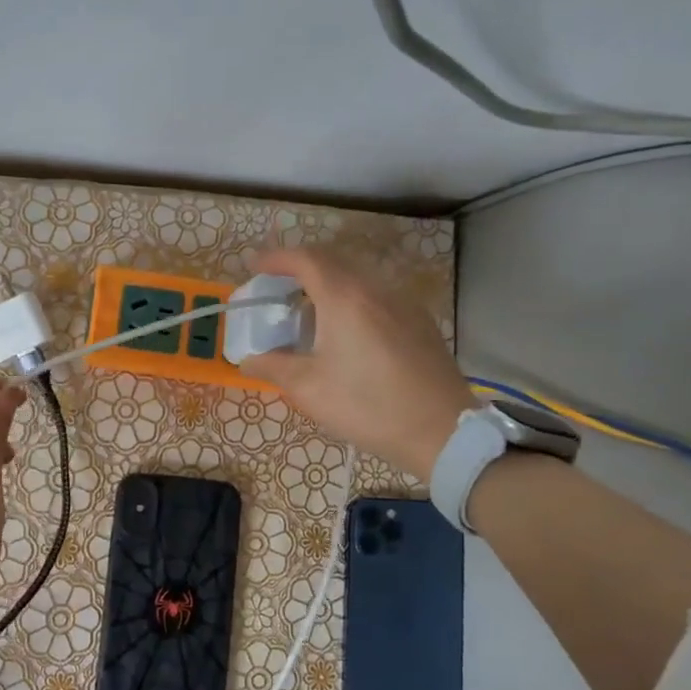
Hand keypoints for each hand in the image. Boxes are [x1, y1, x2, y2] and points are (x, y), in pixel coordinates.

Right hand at [239, 245, 474, 478]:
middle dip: (301, 269)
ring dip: (328, 285)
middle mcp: (376, 290)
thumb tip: (249, 360)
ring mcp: (403, 304)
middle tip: (278, 289)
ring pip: (358, 279)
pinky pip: (378, 297)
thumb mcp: (309, 389)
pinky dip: (352, 300)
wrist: (441, 431)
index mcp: (345, 298)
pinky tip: (347, 332)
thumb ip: (273, 367)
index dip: (277, 258)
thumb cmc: (368, 406)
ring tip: (310, 312)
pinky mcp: (420, 322)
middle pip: (334, 262)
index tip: (256, 267)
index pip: (306, 259)